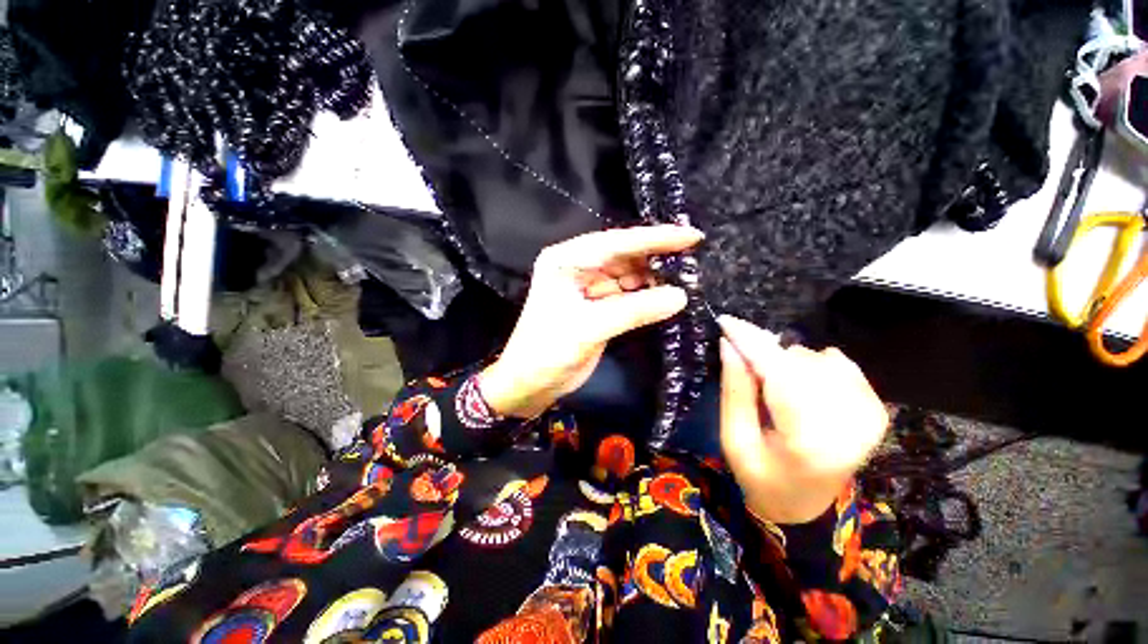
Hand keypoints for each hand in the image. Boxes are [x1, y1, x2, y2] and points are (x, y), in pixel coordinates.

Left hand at [480, 225, 704, 418]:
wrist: (531, 383)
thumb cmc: (549, 351)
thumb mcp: (590, 328)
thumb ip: (635, 310)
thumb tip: (680, 296)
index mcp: (566, 260)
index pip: (616, 243)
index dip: (655, 238)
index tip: (691, 236)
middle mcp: (576, 267)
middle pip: (623, 255)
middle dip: (656, 256)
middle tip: (694, 256)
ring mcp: (587, 286)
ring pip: (627, 274)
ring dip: (653, 277)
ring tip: (688, 276)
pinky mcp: (596, 305)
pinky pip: (626, 294)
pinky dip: (646, 295)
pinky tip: (667, 295)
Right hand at [718, 315, 887, 524]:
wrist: (803, 507)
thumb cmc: (760, 476)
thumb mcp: (734, 438)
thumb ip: (735, 390)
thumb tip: (730, 345)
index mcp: (807, 443)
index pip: (779, 376)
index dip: (752, 344)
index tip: (727, 322)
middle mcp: (848, 428)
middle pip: (800, 364)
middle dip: (766, 354)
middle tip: (745, 364)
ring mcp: (868, 419)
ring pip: (819, 360)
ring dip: (788, 363)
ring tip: (774, 387)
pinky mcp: (875, 412)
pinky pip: (841, 366)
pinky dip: (814, 365)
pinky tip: (802, 383)